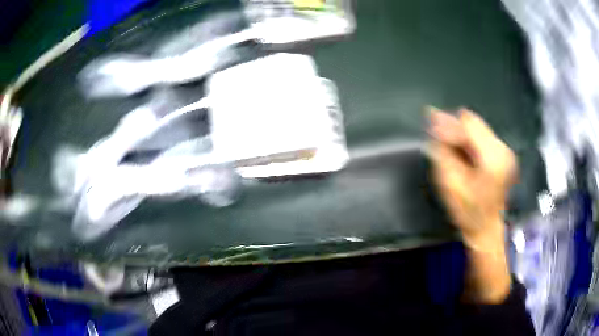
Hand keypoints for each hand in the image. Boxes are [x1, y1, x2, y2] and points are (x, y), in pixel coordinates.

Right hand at [428, 107, 516, 302]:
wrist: (487, 229)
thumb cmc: (468, 212)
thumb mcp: (450, 184)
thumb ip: (443, 151)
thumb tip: (434, 122)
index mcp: (492, 157)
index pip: (468, 125)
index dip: (448, 123)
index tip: (430, 123)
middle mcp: (502, 148)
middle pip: (473, 122)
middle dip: (454, 127)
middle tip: (436, 135)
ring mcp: (505, 150)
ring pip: (477, 127)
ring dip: (461, 133)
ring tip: (447, 145)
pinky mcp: (504, 154)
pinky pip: (482, 136)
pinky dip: (469, 140)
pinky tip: (460, 150)